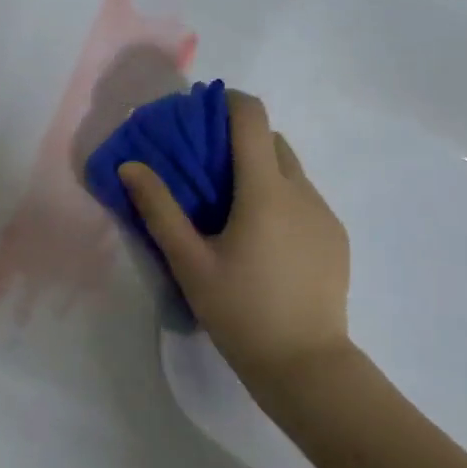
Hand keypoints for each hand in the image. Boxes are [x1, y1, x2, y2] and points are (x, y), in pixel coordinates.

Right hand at [119, 91, 355, 397]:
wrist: (306, 365)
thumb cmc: (240, 311)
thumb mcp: (189, 262)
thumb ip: (159, 210)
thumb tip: (131, 166)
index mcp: (265, 190)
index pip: (252, 118)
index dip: (228, 102)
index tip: (202, 110)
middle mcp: (301, 191)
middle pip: (272, 140)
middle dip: (240, 138)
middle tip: (206, 165)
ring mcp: (324, 214)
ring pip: (291, 171)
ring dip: (261, 169)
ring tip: (231, 205)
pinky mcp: (335, 238)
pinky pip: (304, 199)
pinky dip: (280, 197)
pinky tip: (262, 238)